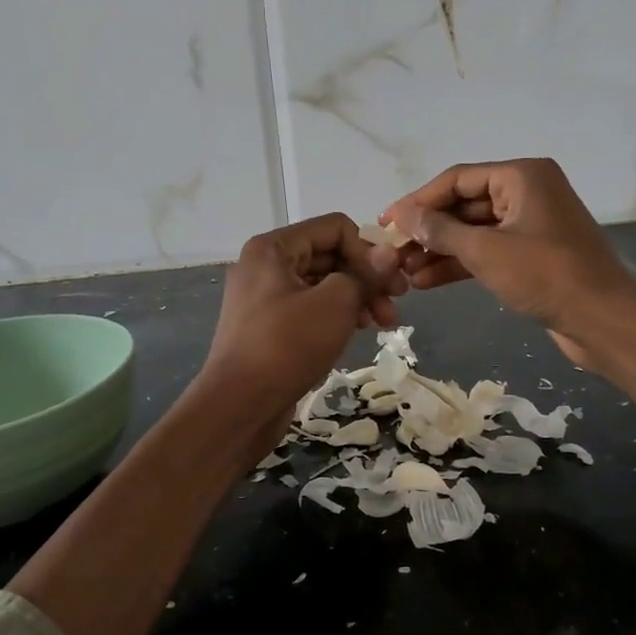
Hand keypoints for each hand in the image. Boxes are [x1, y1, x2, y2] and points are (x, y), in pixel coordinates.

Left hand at [198, 215, 403, 432]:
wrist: (238, 406)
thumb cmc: (286, 346)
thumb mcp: (334, 304)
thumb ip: (365, 274)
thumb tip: (390, 253)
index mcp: (274, 248)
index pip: (335, 228)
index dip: (368, 251)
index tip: (390, 283)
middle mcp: (266, 265)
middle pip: (330, 255)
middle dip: (366, 277)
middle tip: (396, 306)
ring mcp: (265, 298)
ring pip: (323, 284)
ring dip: (357, 298)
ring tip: (383, 324)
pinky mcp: (270, 328)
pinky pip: (311, 309)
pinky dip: (337, 316)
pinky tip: (357, 333)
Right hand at [381, 159, 635, 363]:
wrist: (603, 319)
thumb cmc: (546, 275)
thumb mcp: (486, 250)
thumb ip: (440, 231)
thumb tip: (401, 215)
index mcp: (522, 175)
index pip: (457, 179)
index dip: (418, 201)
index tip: (386, 222)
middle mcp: (527, 192)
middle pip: (464, 205)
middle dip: (428, 230)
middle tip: (392, 253)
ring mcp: (531, 225)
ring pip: (474, 231)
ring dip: (440, 251)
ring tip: (403, 273)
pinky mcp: (532, 255)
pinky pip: (488, 251)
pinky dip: (461, 264)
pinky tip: (427, 282)